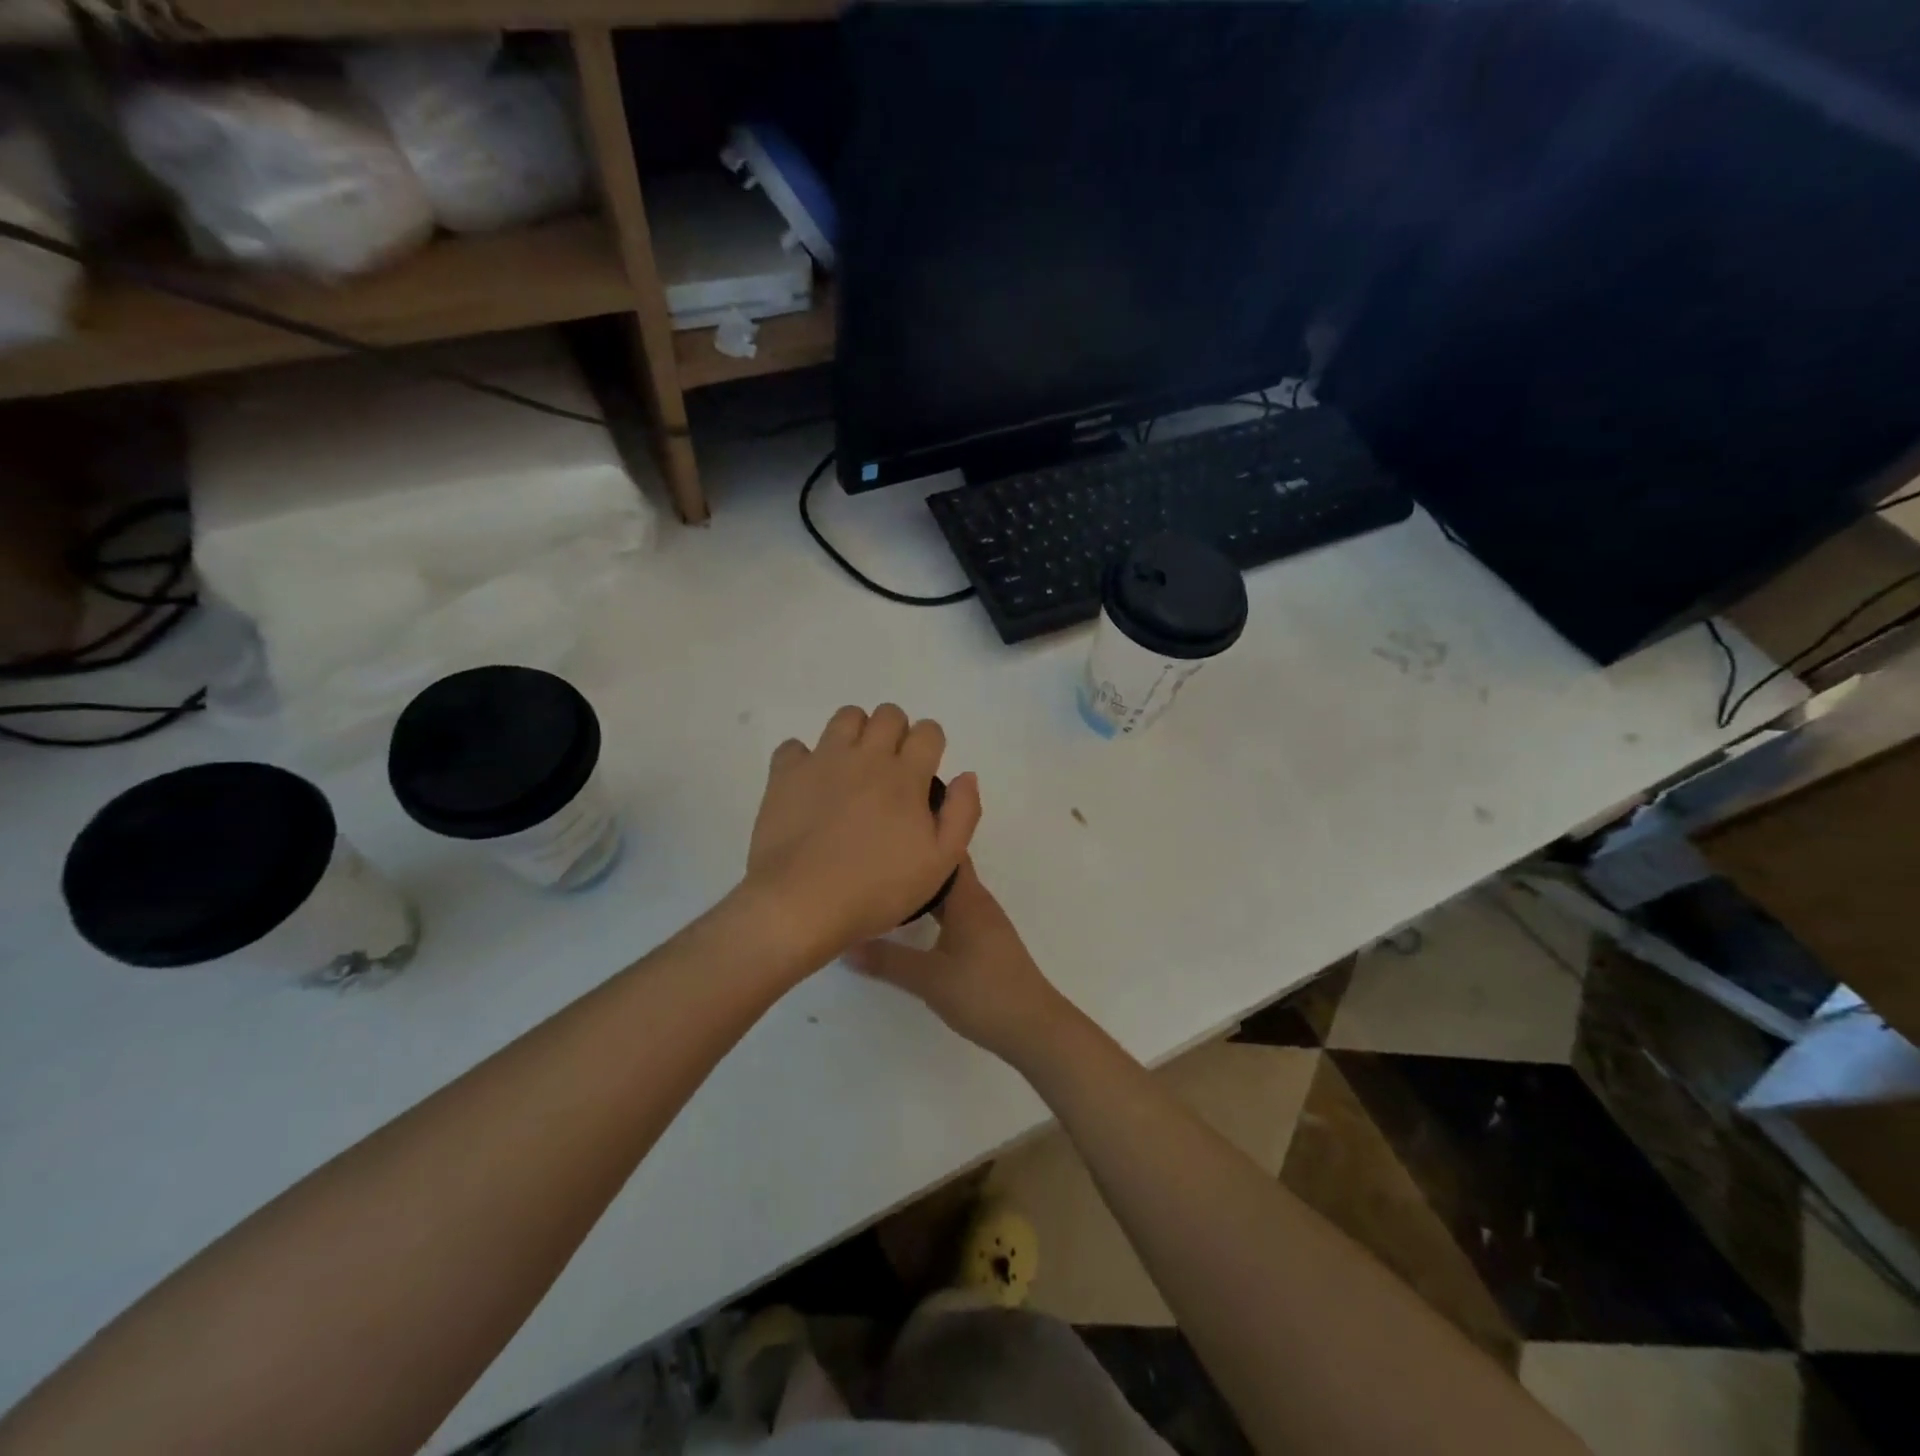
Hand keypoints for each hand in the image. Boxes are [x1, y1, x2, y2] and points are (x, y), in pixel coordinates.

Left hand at [744, 704, 980, 961]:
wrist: (801, 904)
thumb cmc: (877, 889)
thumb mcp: (940, 863)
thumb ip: (962, 814)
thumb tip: (966, 775)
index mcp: (906, 776)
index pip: (928, 731)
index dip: (930, 745)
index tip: (924, 772)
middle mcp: (866, 756)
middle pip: (889, 714)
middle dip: (896, 733)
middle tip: (890, 770)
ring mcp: (822, 760)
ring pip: (846, 717)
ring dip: (856, 734)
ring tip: (853, 768)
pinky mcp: (786, 774)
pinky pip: (794, 746)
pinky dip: (804, 759)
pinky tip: (810, 785)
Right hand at [847, 860, 1076, 1066]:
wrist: (1034, 1027)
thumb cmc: (983, 993)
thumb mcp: (929, 979)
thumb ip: (887, 960)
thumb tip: (845, 944)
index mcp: (968, 898)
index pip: (945, 852)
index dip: (922, 837)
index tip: (889, 832)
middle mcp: (978, 902)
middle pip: (945, 871)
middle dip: (916, 863)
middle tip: (877, 860)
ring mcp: (985, 922)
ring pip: (951, 894)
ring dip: (924, 889)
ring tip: (887, 886)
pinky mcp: (986, 942)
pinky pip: (956, 912)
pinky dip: (934, 910)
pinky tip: (914, 923)